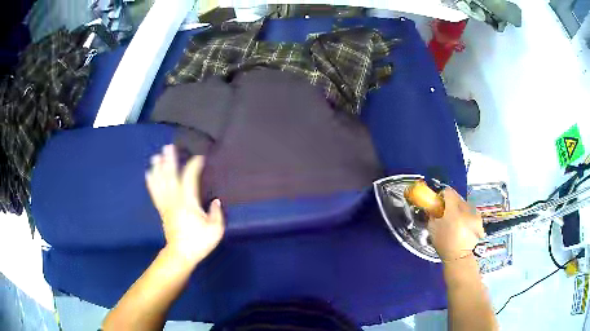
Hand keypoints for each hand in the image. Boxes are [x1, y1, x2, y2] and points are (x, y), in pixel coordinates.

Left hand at [146, 145, 224, 262]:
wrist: (181, 254)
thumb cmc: (199, 242)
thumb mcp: (215, 230)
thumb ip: (216, 213)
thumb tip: (216, 201)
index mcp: (188, 202)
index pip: (189, 178)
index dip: (194, 165)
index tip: (200, 157)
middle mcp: (174, 200)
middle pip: (170, 176)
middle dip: (169, 160)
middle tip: (168, 147)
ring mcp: (166, 205)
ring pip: (160, 182)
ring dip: (158, 168)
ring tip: (156, 156)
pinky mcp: (162, 210)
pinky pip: (154, 193)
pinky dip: (151, 181)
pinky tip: (149, 173)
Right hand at [427, 187, 484, 261]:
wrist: (459, 257)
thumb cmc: (443, 243)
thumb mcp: (432, 228)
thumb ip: (432, 214)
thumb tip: (433, 205)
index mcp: (453, 210)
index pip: (448, 192)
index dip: (442, 196)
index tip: (439, 204)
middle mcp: (465, 208)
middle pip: (457, 197)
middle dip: (451, 203)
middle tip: (447, 214)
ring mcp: (474, 213)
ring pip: (465, 204)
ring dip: (460, 209)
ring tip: (456, 221)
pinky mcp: (479, 219)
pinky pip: (471, 211)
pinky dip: (467, 215)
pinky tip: (464, 225)